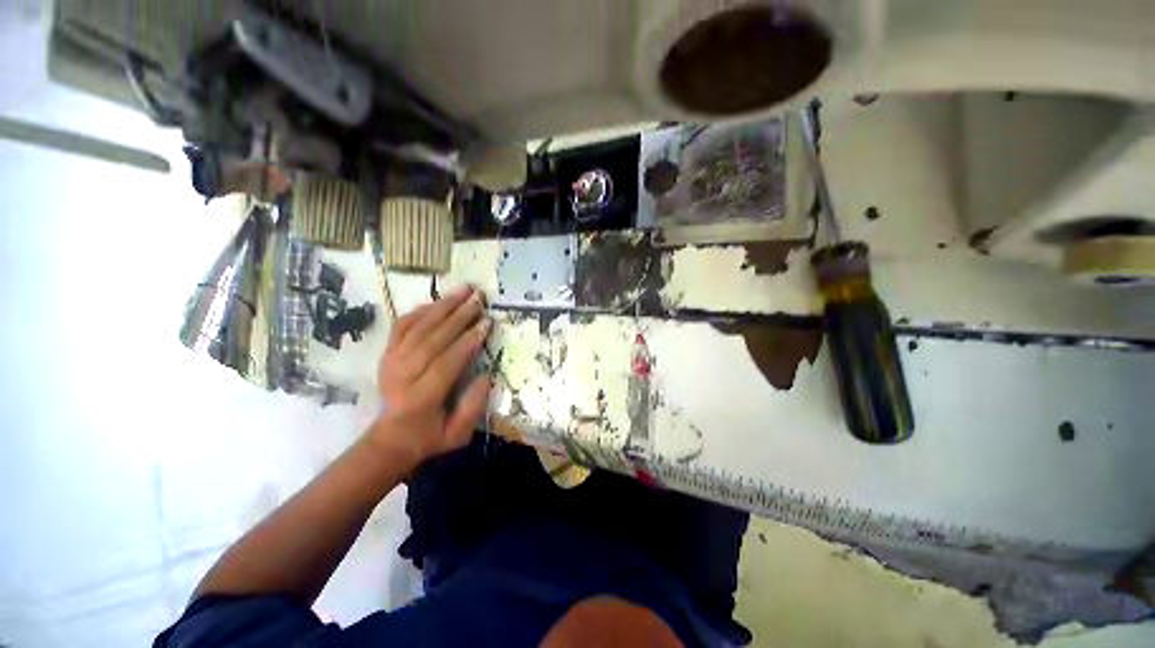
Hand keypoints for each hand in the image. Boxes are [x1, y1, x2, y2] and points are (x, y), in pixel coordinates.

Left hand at [370, 286, 491, 469]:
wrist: (389, 439)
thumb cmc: (429, 438)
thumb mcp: (457, 435)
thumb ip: (473, 407)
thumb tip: (485, 375)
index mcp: (422, 398)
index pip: (447, 362)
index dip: (468, 341)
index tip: (487, 323)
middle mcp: (403, 375)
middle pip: (432, 339)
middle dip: (458, 316)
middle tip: (479, 299)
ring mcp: (391, 362)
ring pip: (417, 327)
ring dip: (442, 306)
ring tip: (463, 290)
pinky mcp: (387, 354)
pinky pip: (402, 326)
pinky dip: (419, 311)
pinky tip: (437, 302)